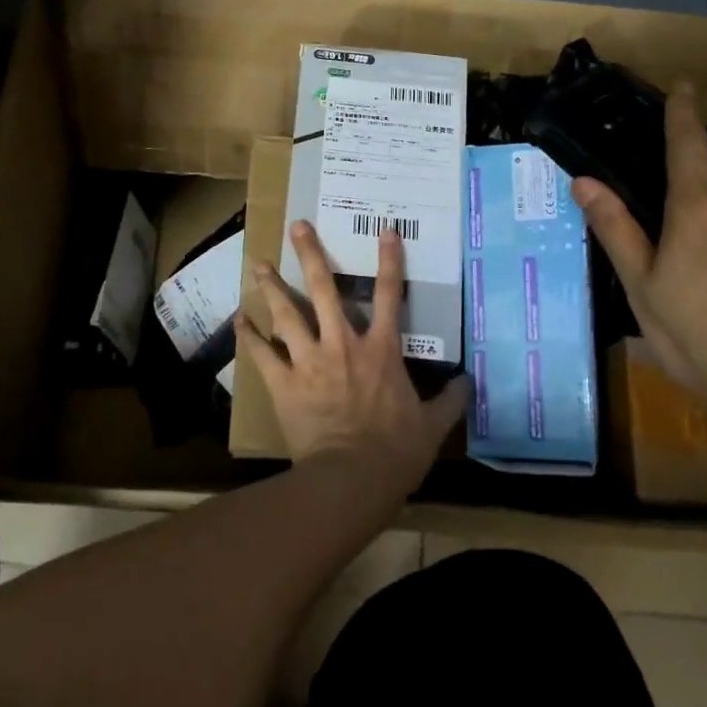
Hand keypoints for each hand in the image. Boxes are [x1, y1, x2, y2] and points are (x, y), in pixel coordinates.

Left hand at [236, 221, 469, 485]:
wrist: (351, 478)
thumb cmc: (395, 451)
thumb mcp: (432, 426)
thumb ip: (450, 401)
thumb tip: (467, 383)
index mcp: (381, 351)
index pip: (390, 296)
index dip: (389, 261)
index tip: (384, 230)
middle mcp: (343, 345)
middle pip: (324, 290)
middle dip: (311, 255)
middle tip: (298, 227)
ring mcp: (310, 361)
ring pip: (288, 314)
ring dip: (272, 287)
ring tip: (258, 263)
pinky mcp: (284, 383)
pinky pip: (262, 354)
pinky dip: (249, 336)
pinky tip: (239, 318)